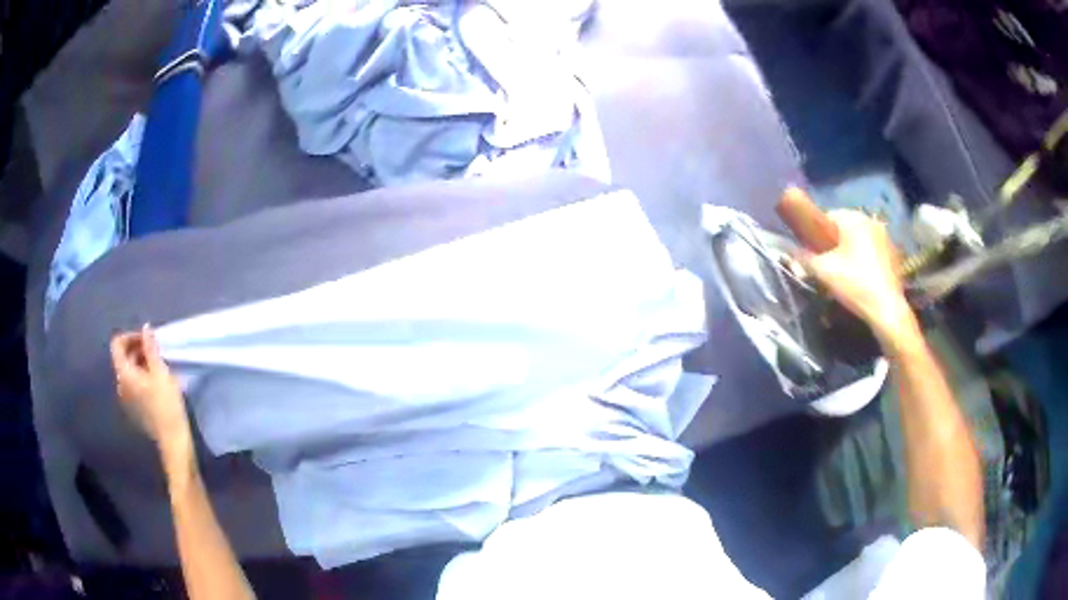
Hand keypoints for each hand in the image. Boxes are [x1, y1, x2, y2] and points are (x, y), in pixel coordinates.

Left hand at [110, 326, 190, 455]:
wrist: (172, 438)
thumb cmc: (166, 403)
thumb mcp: (160, 371)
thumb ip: (150, 348)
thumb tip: (145, 328)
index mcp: (124, 373)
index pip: (117, 344)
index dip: (131, 336)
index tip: (147, 339)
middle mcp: (120, 383)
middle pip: (123, 357)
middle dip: (137, 348)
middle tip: (156, 351)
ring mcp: (126, 397)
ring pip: (129, 370)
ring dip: (141, 362)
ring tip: (159, 365)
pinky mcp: (135, 406)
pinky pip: (134, 383)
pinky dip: (142, 375)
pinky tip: (157, 382)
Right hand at [800, 210, 919, 346]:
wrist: (887, 310)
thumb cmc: (854, 284)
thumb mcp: (823, 272)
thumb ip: (803, 259)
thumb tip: (789, 254)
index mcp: (853, 218)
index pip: (827, 217)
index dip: (816, 236)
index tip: (813, 255)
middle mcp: (871, 221)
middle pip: (844, 229)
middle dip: (833, 245)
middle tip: (827, 268)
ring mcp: (885, 237)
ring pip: (858, 241)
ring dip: (849, 253)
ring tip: (844, 276)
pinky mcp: (893, 254)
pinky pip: (872, 251)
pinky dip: (863, 261)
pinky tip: (860, 280)